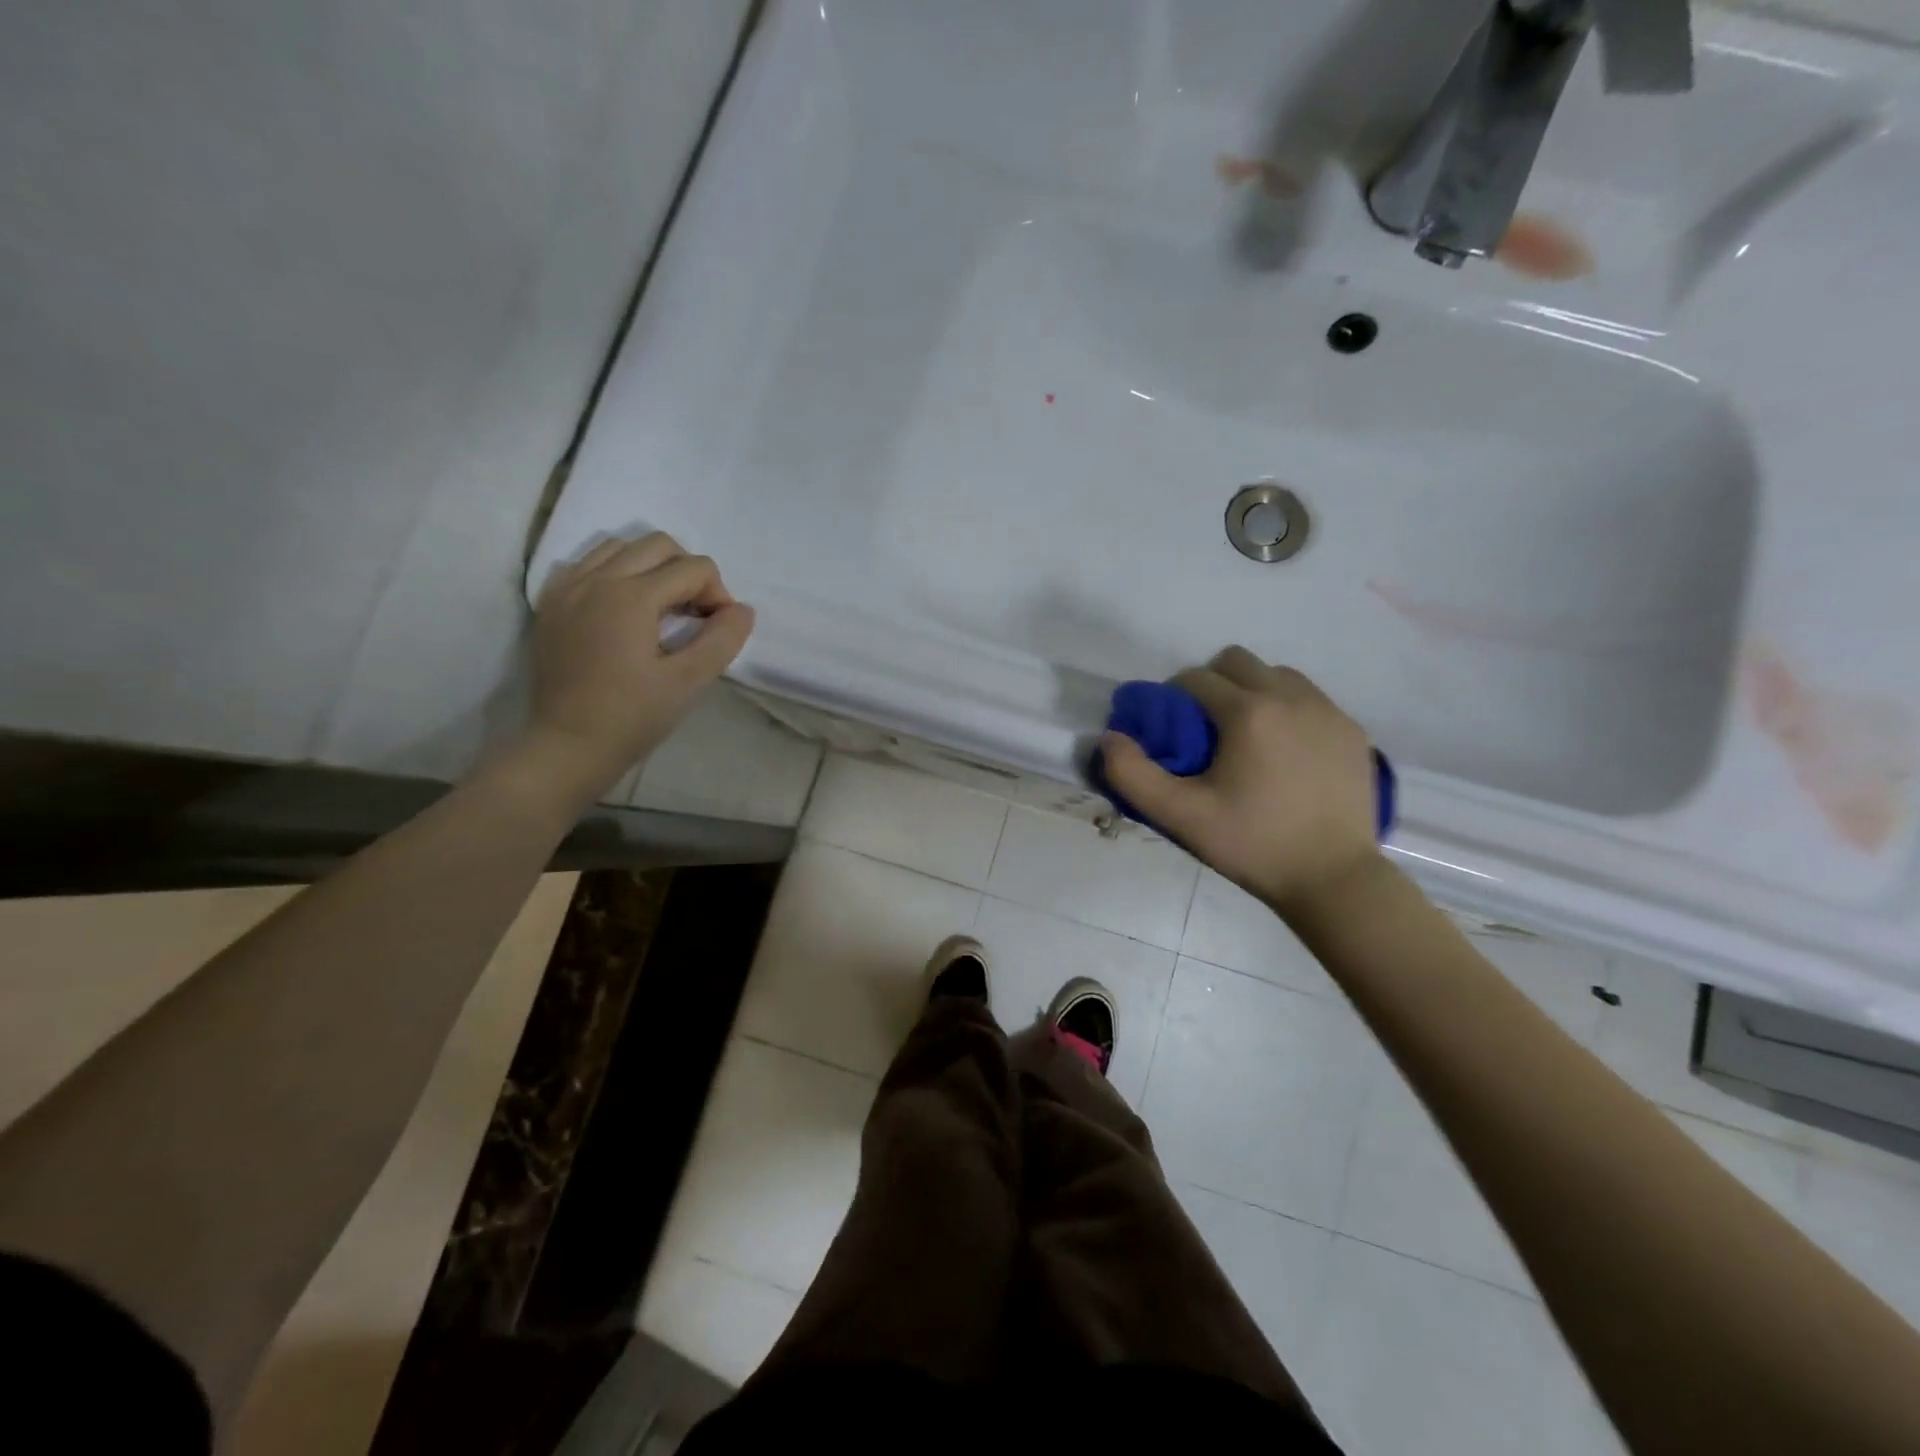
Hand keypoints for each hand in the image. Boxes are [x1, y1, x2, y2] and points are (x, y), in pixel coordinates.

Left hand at [521, 533, 754, 802]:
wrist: (567, 746)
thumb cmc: (632, 717)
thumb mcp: (688, 682)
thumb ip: (722, 640)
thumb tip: (743, 610)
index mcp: (631, 596)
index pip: (693, 568)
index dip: (718, 594)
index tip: (718, 629)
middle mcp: (597, 579)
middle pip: (658, 545)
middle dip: (688, 572)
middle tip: (695, 615)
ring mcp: (568, 588)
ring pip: (620, 547)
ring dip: (651, 567)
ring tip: (660, 609)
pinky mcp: (552, 604)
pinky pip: (587, 564)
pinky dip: (614, 573)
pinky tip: (623, 609)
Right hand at [1098, 647, 1379, 914]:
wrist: (1334, 878)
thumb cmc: (1252, 845)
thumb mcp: (1180, 816)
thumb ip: (1132, 774)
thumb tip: (1110, 737)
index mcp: (1248, 712)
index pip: (1195, 678)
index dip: (1173, 699)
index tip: (1172, 732)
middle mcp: (1291, 696)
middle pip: (1237, 661)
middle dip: (1212, 683)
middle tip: (1206, 729)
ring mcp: (1328, 710)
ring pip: (1277, 674)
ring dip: (1252, 691)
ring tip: (1247, 737)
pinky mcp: (1352, 729)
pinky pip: (1310, 698)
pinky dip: (1288, 710)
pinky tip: (1285, 752)